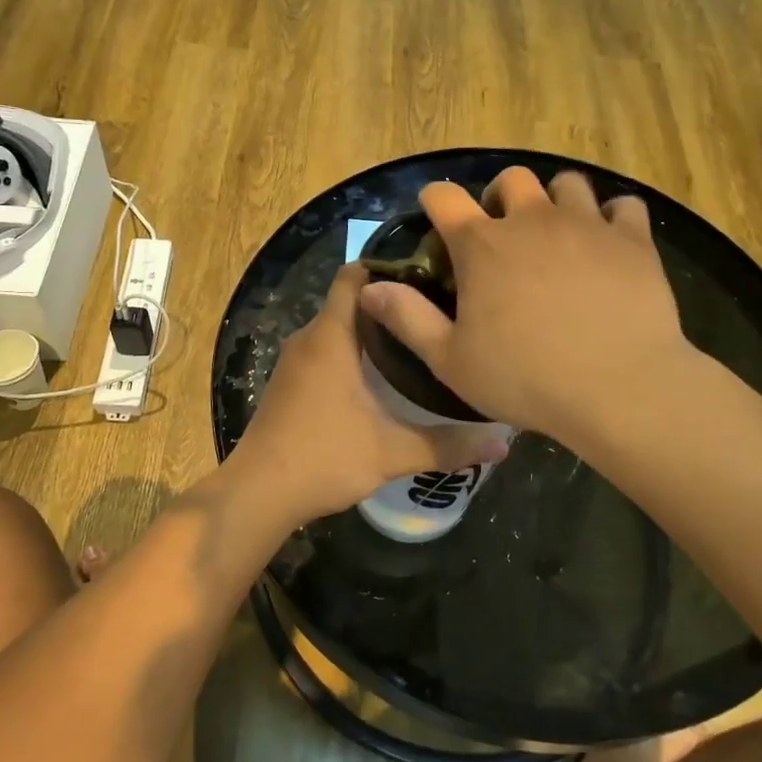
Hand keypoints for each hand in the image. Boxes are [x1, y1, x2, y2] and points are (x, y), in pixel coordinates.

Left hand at [223, 263, 511, 528]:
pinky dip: (354, 354)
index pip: (355, 274)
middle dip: (392, 304)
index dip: (390, 267)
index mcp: (331, 336)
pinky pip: (326, 351)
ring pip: (339, 329)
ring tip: (420, 342)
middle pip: (352, 301)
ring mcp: (295, 362)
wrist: (257, 494)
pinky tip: (384, 378)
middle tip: (439, 313)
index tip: (430, 275)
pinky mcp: (290, 384)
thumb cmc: (323, 457)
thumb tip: (504, 444)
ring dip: (373, 332)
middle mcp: (309, 338)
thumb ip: (448, 444)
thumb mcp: (392, 452)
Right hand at [356, 168, 689, 445]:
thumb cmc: (525, 378)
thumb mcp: (451, 360)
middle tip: (504, 233)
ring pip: (567, 183)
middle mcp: (531, 220)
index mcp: (482, 245)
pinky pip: (624, 206)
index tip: (436, 215)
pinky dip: (613, 219)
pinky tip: (610, 244)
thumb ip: (407, 319)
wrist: (619, 387)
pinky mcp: (632, 239)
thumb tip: (369, 288)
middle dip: (501, 196)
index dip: (435, 200)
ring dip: (556, 201)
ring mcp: (586, 224)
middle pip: (511, 179)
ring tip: (558, 234)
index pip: (443, 197)